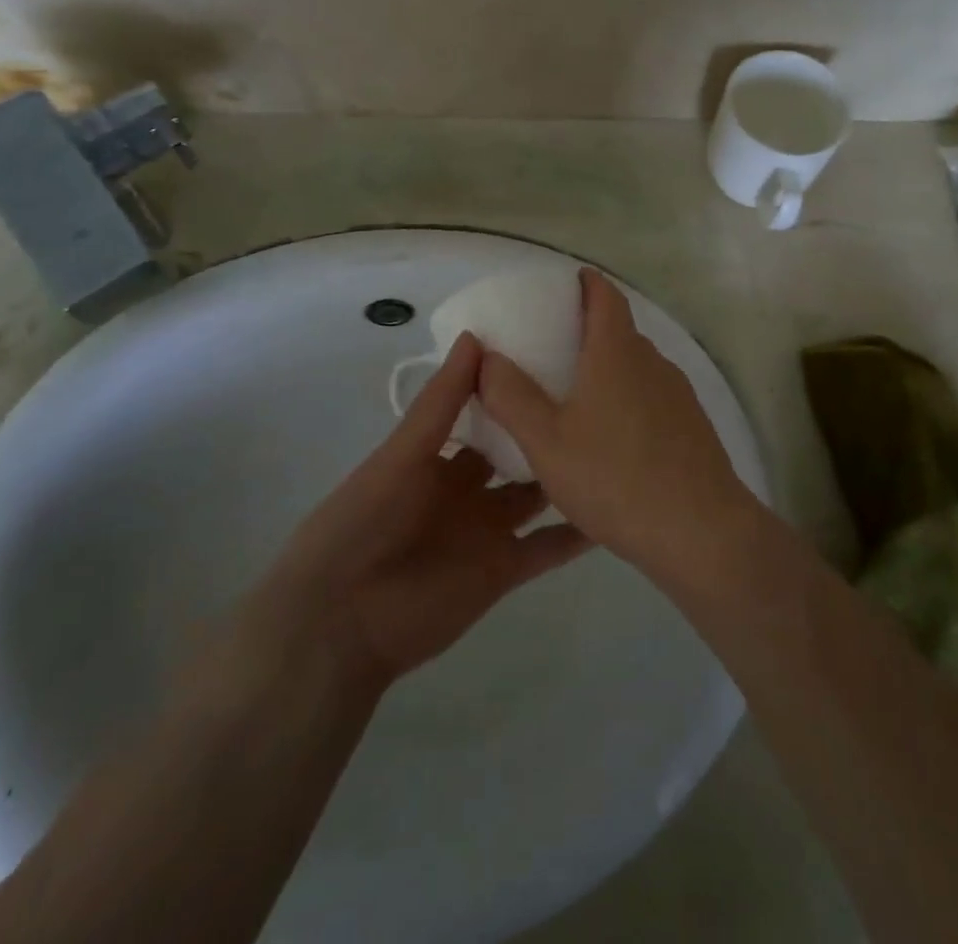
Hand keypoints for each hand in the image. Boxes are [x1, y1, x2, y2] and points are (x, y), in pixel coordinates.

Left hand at [252, 334, 589, 686]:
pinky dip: (578, 533)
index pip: (483, 414)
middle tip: (599, 396)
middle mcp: (466, 489)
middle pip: (514, 454)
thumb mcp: (402, 453)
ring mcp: (487, 531)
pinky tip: (614, 506)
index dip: (512, 390)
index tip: (556, 357)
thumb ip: (441, 401)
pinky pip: (547, 548)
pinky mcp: (502, 570)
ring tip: (616, 444)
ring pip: (536, 496)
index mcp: (437, 457)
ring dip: (566, 475)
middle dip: (546, 429)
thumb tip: (476, 337)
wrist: (341, 620)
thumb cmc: (363, 521)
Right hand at [478, 270, 755, 578]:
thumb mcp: (546, 441)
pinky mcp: (693, 426)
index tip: (568, 282)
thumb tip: (486, 356)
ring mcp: (679, 395)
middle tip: (553, 347)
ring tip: (577, 396)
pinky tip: (613, 439)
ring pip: (638, 368)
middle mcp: (653, 362)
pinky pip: (653, 398)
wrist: (701, 531)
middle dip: (590, 330)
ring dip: (610, 369)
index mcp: (617, 353)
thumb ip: (511, 396)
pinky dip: (629, 400)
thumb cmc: (615, 477)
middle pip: (621, 331)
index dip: (587, 284)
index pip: (606, 297)